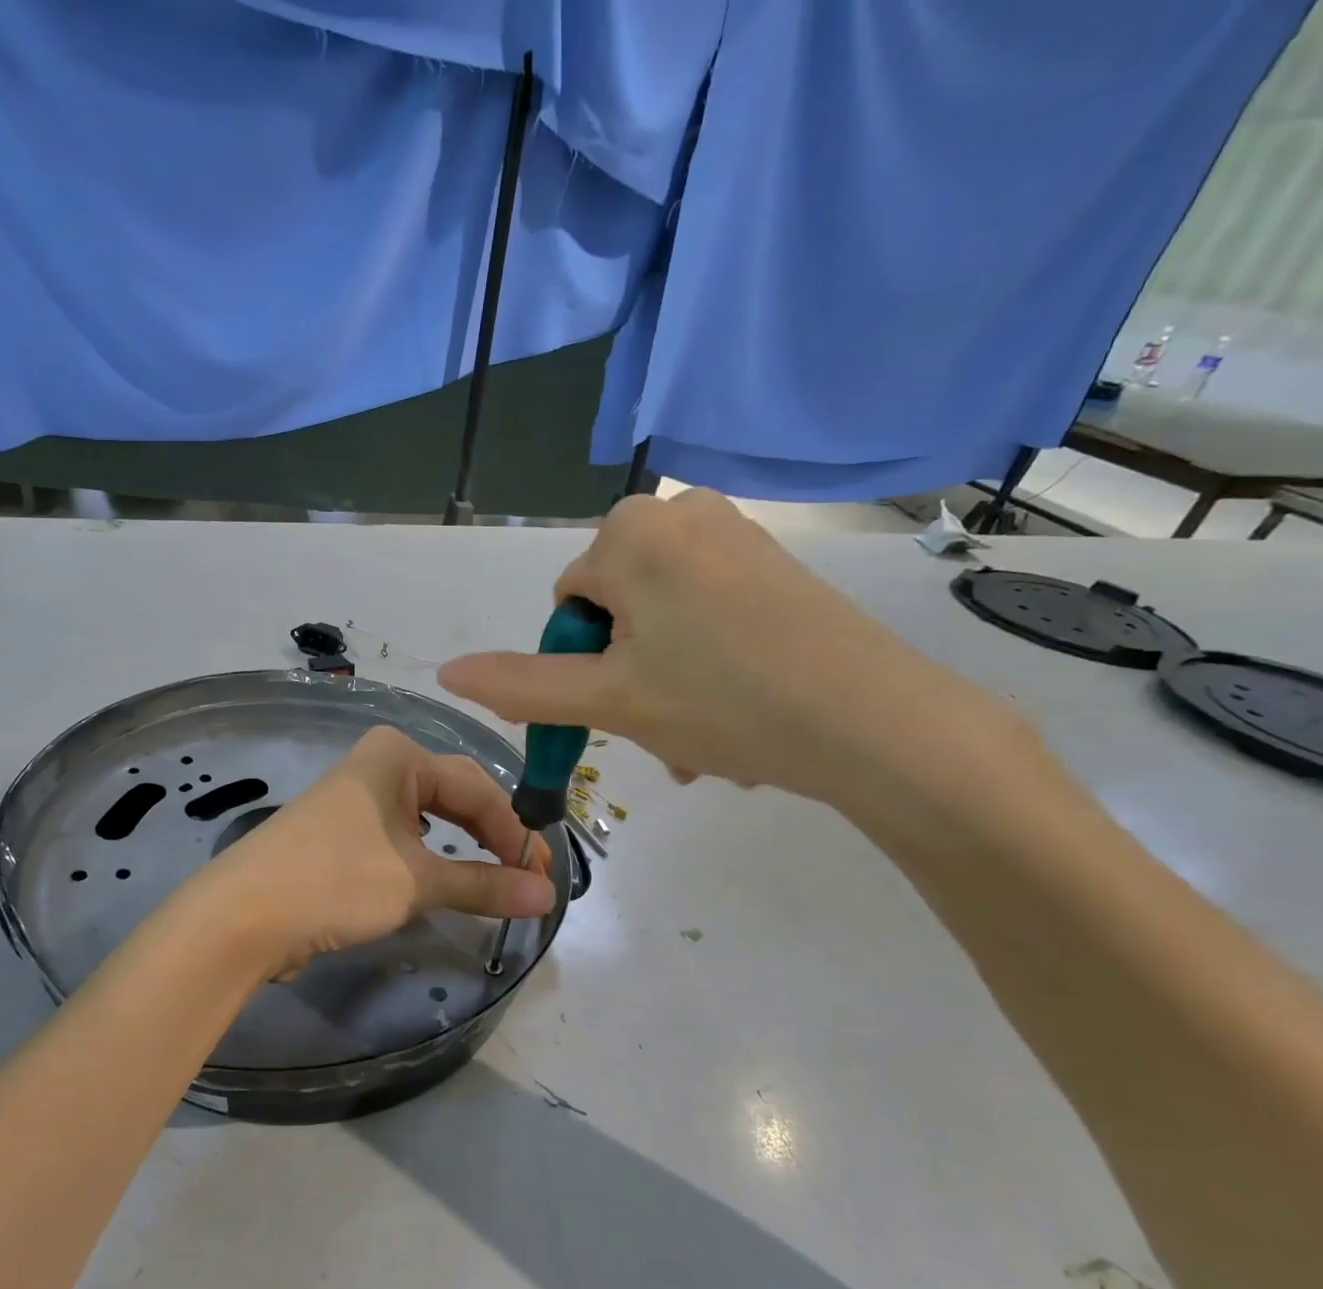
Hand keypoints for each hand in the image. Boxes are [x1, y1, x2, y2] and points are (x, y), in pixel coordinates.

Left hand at [196, 726, 555, 976]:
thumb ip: (484, 884)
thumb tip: (547, 897)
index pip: (478, 789)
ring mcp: (359, 798)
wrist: (242, 917)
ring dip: (467, 850)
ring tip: (501, 880)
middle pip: (457, 797)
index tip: (545, 877)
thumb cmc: (335, 881)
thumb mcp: (416, 882)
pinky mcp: (345, 832)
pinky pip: (406, 838)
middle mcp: (380, 765)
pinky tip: (450, 877)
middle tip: (531, 880)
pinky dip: (435, 859)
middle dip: (495, 837)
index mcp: (398, 755)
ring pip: (432, 819)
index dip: (515, 833)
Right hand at [438, 490, 1022, 818]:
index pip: (568, 604)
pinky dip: (704, 663)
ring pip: (660, 621)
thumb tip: (445, 673)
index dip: (582, 665)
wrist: (877, 722)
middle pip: (615, 611)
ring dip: (663, 683)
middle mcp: (679, 514)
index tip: (620, 712)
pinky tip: (733, 712)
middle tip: (659, 735)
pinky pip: (706, 613)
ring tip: (697, 742)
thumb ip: (519, 684)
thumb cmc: (722, 701)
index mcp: (630, 531)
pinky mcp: (773, 562)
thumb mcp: (607, 699)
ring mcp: (733, 534)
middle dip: (625, 678)